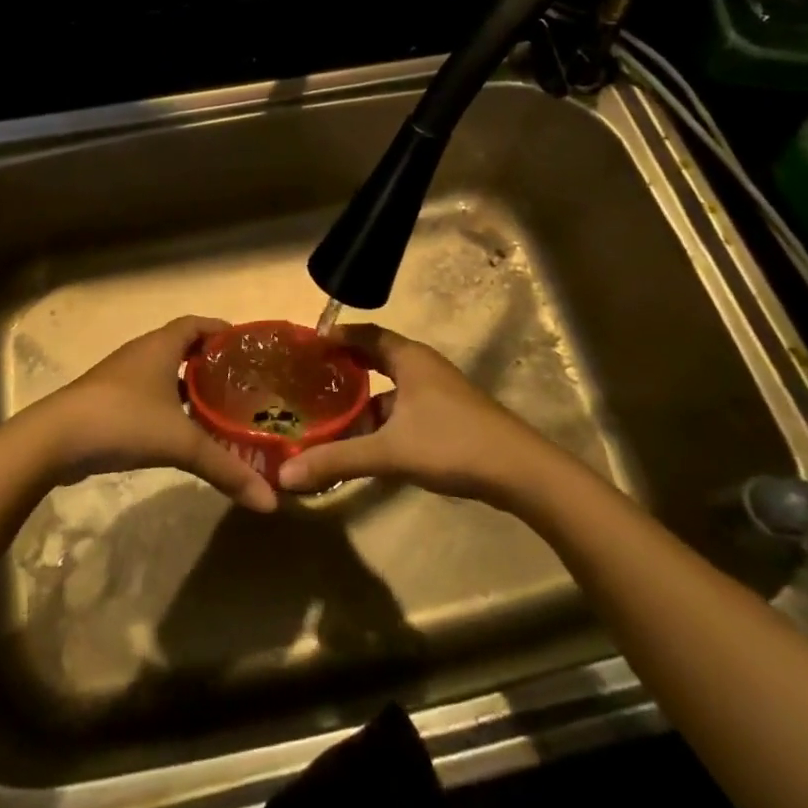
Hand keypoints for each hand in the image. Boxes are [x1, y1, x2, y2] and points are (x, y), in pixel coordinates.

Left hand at [23, 316, 277, 512]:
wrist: (55, 440)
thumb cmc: (123, 421)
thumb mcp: (181, 443)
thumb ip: (226, 469)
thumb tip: (270, 501)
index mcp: (161, 346)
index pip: (197, 324)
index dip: (221, 330)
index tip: (247, 347)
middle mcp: (142, 353)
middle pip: (182, 346)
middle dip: (210, 361)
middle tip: (241, 383)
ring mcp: (121, 377)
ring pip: (163, 372)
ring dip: (188, 385)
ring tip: (218, 408)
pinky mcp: (108, 401)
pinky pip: (148, 392)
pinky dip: (168, 403)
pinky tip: (181, 429)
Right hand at [276, 324, 549, 504]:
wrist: (521, 473)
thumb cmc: (452, 444)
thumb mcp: (389, 451)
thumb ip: (338, 460)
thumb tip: (286, 474)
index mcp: (409, 359)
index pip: (365, 333)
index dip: (337, 336)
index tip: (307, 346)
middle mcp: (423, 367)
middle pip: (376, 359)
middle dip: (345, 369)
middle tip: (310, 381)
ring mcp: (439, 392)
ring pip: (391, 389)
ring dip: (363, 400)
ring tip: (329, 416)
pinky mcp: (449, 417)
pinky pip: (404, 407)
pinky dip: (382, 419)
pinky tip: (366, 443)